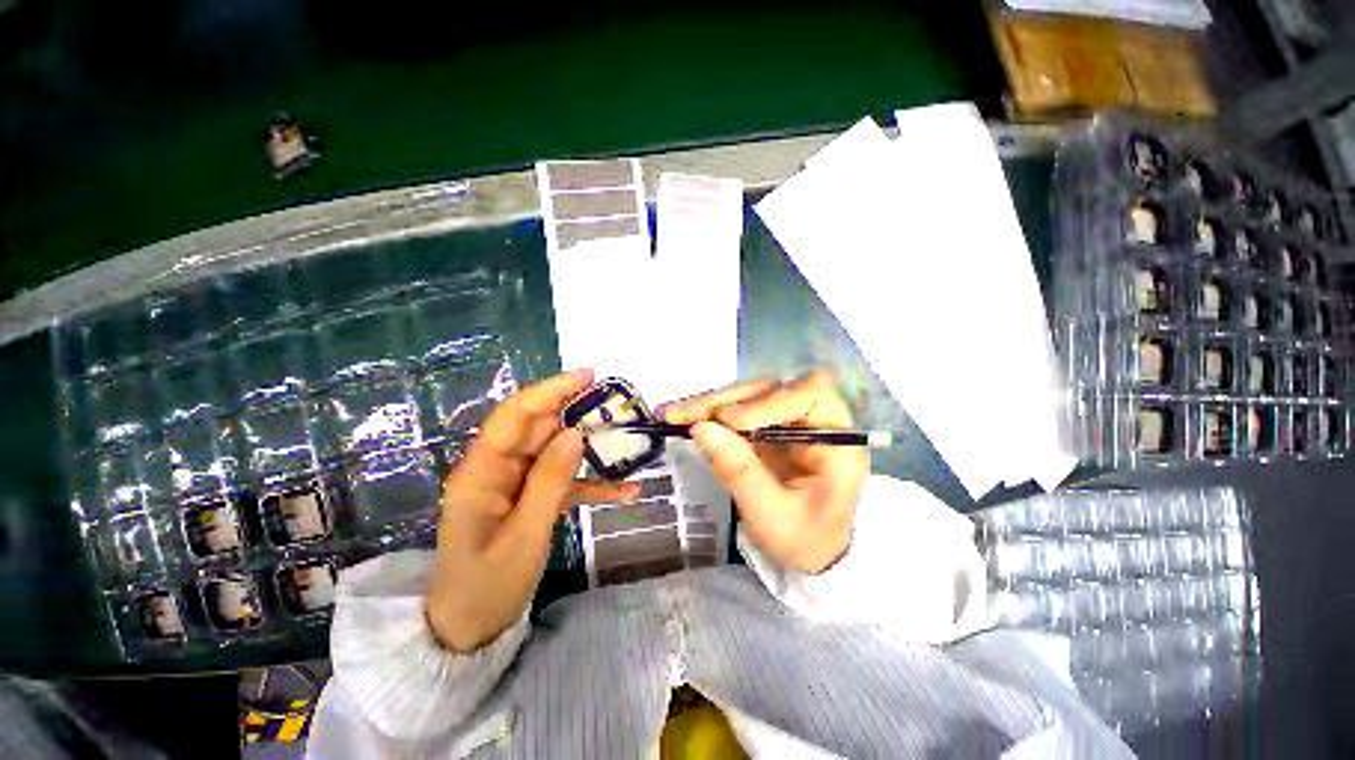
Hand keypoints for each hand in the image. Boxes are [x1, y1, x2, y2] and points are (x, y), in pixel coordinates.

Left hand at [426, 369, 636, 651]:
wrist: (470, 629)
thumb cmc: (487, 587)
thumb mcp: (524, 536)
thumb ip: (549, 481)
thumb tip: (575, 433)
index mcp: (481, 471)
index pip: (516, 415)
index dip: (550, 390)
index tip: (588, 375)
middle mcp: (497, 468)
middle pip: (539, 427)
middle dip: (577, 412)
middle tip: (616, 407)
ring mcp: (515, 483)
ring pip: (555, 450)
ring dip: (589, 446)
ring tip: (624, 440)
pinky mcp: (530, 497)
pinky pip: (563, 480)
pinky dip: (591, 482)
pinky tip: (625, 490)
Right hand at [663, 370, 868, 574]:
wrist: (809, 551)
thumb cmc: (803, 540)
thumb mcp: (772, 516)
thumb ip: (739, 472)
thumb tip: (701, 428)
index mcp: (837, 442)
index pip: (812, 394)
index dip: (770, 401)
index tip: (731, 421)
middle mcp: (816, 420)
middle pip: (773, 389)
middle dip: (727, 400)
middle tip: (685, 414)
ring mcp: (790, 420)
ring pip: (750, 395)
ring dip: (712, 403)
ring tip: (676, 415)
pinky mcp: (769, 425)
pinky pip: (738, 409)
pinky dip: (710, 412)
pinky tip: (684, 417)